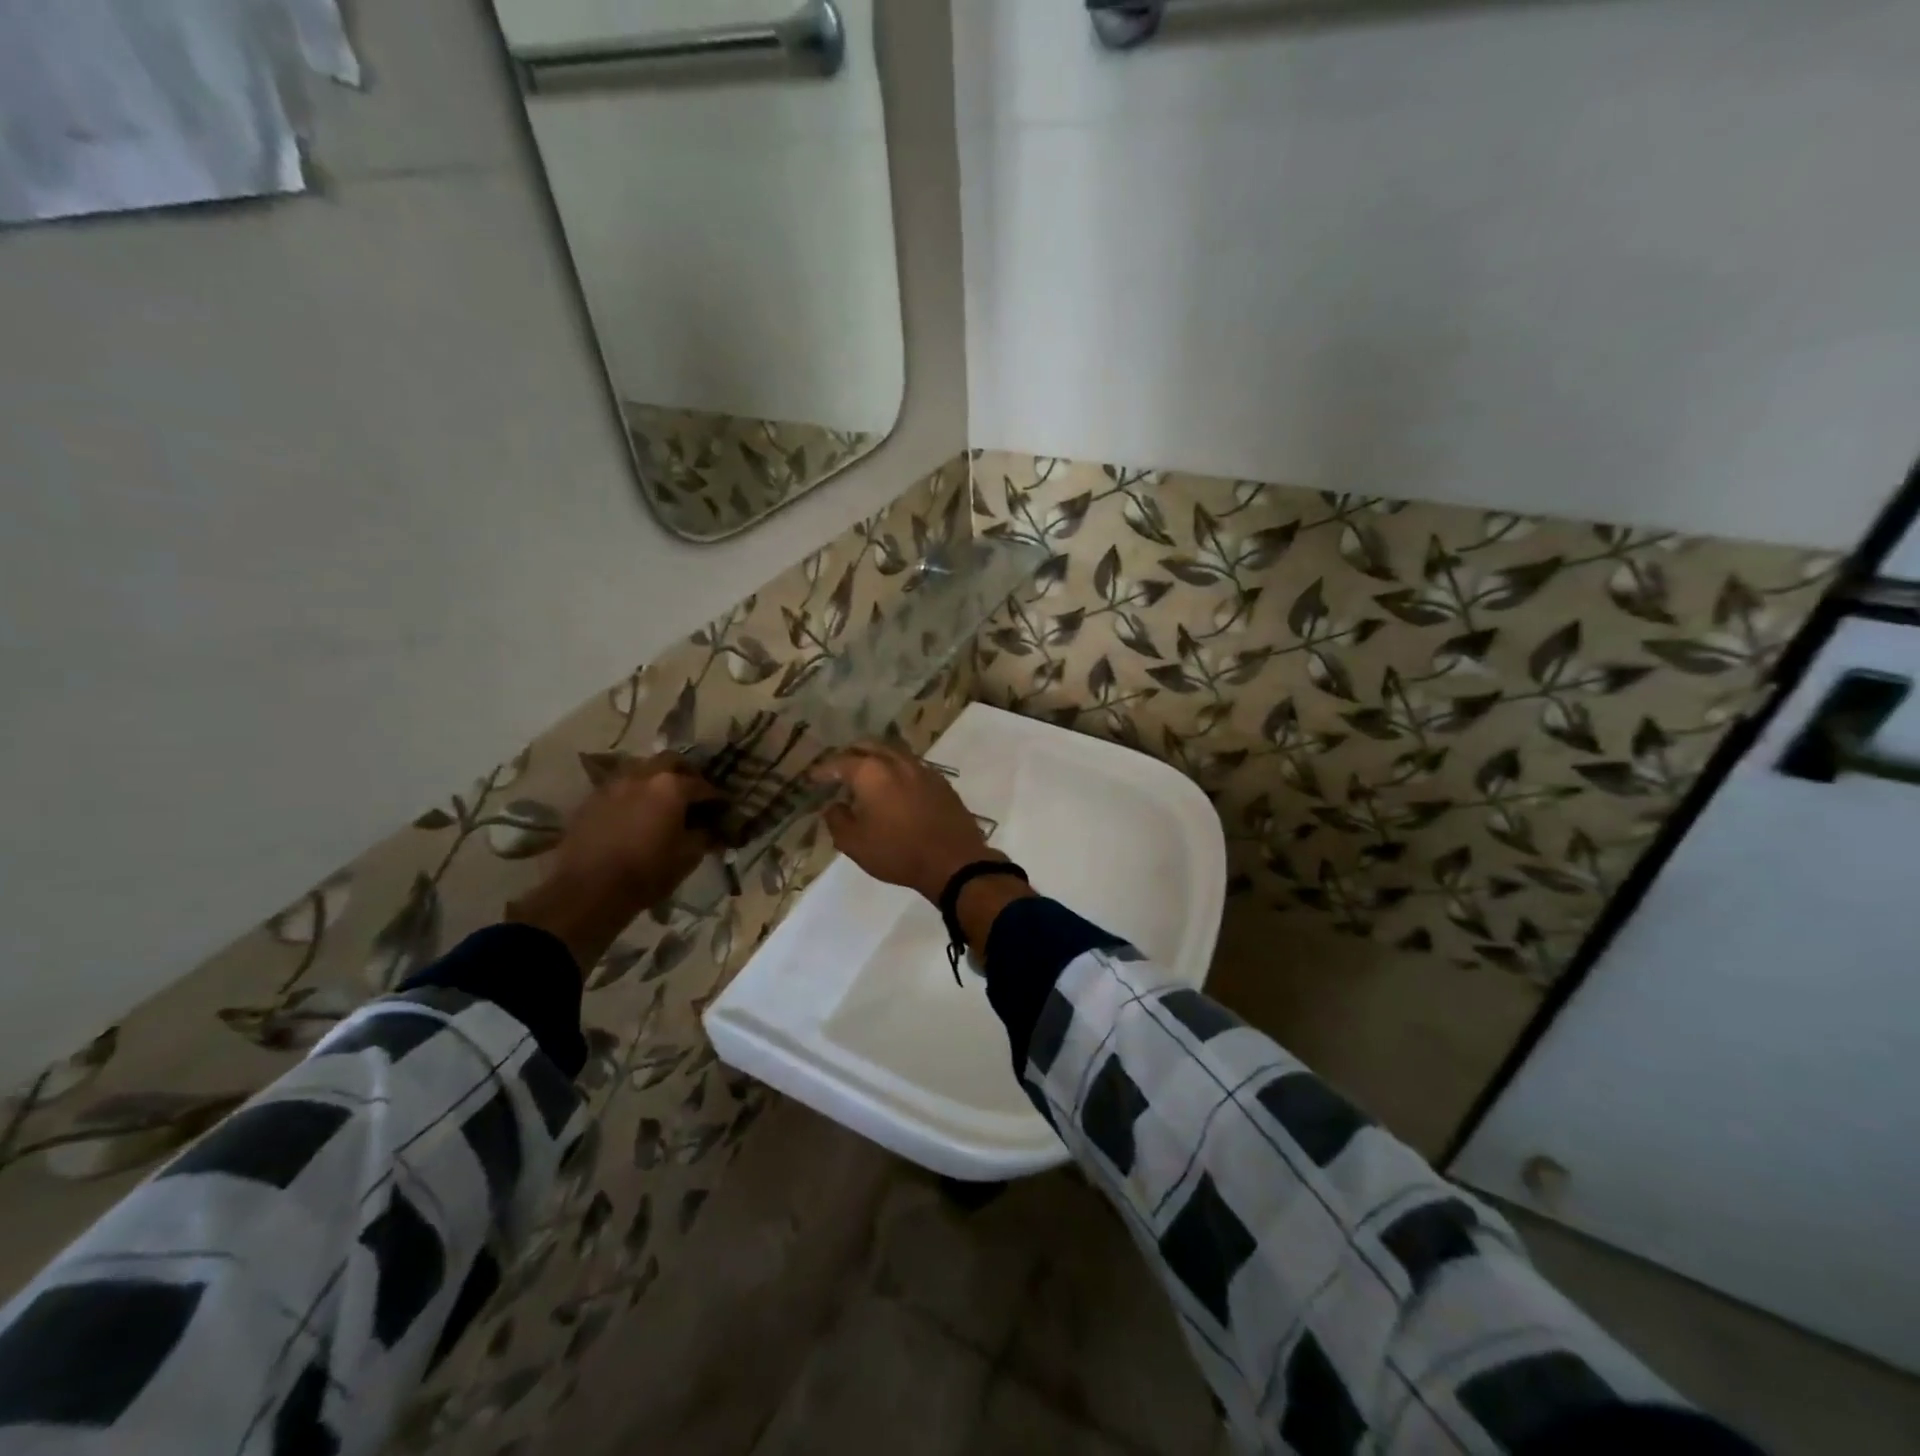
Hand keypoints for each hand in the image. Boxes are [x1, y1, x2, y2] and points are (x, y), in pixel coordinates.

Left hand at [507, 753, 722, 973]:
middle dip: (685, 774)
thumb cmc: (647, 873)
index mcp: (671, 787)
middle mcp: (642, 776)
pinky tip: (635, 813)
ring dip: (656, 779)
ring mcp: (613, 785)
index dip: (716, 797)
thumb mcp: (688, 857)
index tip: (723, 807)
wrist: (589, 891)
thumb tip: (712, 830)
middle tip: (692, 793)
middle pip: (670, 761)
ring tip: (661, 801)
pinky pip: (619, 787)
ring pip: (641, 769)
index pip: (702, 785)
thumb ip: (704, 837)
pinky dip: (633, 793)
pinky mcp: (591, 799)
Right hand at [812, 742, 997, 903]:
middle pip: (868, 746)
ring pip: (892, 752)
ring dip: (875, 758)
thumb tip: (833, 806)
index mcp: (871, 772)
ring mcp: (922, 768)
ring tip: (865, 775)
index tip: (812, 778)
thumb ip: (837, 820)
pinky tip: (895, 786)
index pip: (839, 762)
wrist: (952, 860)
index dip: (823, 770)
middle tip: (838, 769)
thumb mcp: (854, 843)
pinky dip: (896, 770)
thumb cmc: (897, 852)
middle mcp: (896, 761)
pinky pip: (911, 766)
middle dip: (850, 754)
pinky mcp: (940, 781)